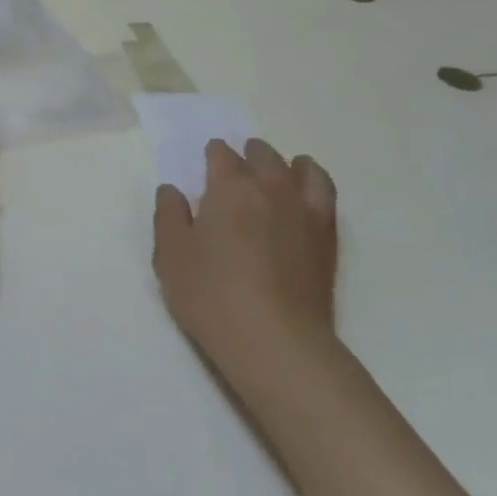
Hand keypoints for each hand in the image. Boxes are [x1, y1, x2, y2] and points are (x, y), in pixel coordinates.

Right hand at [152, 139, 340, 380]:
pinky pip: (324, 193)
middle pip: (262, 156)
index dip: (212, 155)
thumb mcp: (171, 256)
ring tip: (275, 170)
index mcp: (229, 189)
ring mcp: (304, 211)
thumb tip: (172, 190)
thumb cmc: (212, 296)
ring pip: (300, 168)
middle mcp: (270, 189)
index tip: (206, 161)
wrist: (275, 341)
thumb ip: (169, 216)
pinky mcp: (327, 236)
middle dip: (247, 154)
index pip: (221, 155)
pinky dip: (313, 181)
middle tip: (236, 165)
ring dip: (283, 163)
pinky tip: (303, 194)